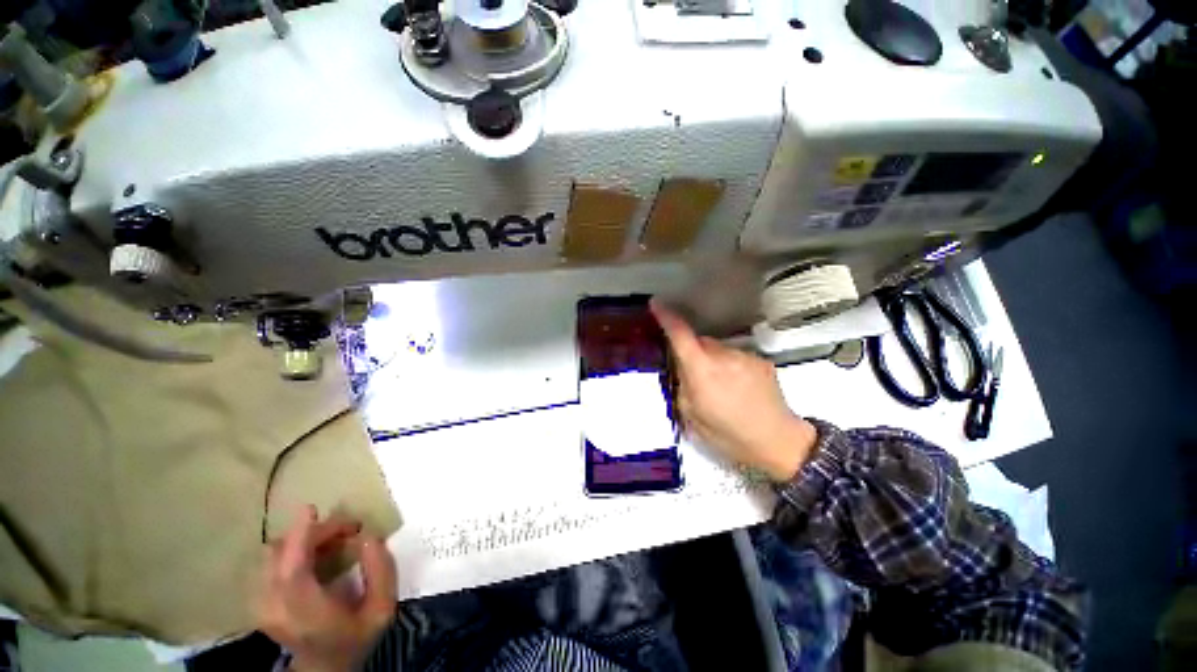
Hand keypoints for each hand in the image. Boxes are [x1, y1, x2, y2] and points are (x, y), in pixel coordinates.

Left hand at [258, 506, 396, 671]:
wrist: (325, 667)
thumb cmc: (355, 637)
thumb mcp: (382, 609)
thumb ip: (381, 571)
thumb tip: (369, 537)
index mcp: (304, 609)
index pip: (292, 565)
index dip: (299, 535)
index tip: (311, 509)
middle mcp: (274, 605)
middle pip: (282, 552)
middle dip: (314, 533)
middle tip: (348, 531)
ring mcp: (261, 604)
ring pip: (273, 554)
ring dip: (302, 540)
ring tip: (332, 543)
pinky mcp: (258, 600)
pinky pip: (270, 562)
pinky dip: (292, 549)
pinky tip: (314, 555)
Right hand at [652, 301, 817, 481]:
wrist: (778, 442)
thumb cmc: (728, 435)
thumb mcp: (691, 416)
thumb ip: (681, 385)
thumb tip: (679, 367)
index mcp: (702, 371)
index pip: (680, 335)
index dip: (666, 317)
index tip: (656, 303)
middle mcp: (723, 356)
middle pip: (699, 342)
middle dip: (692, 352)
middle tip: (692, 376)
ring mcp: (745, 356)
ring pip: (718, 348)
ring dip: (712, 360)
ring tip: (719, 387)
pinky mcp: (760, 360)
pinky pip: (735, 355)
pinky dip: (729, 365)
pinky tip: (737, 387)